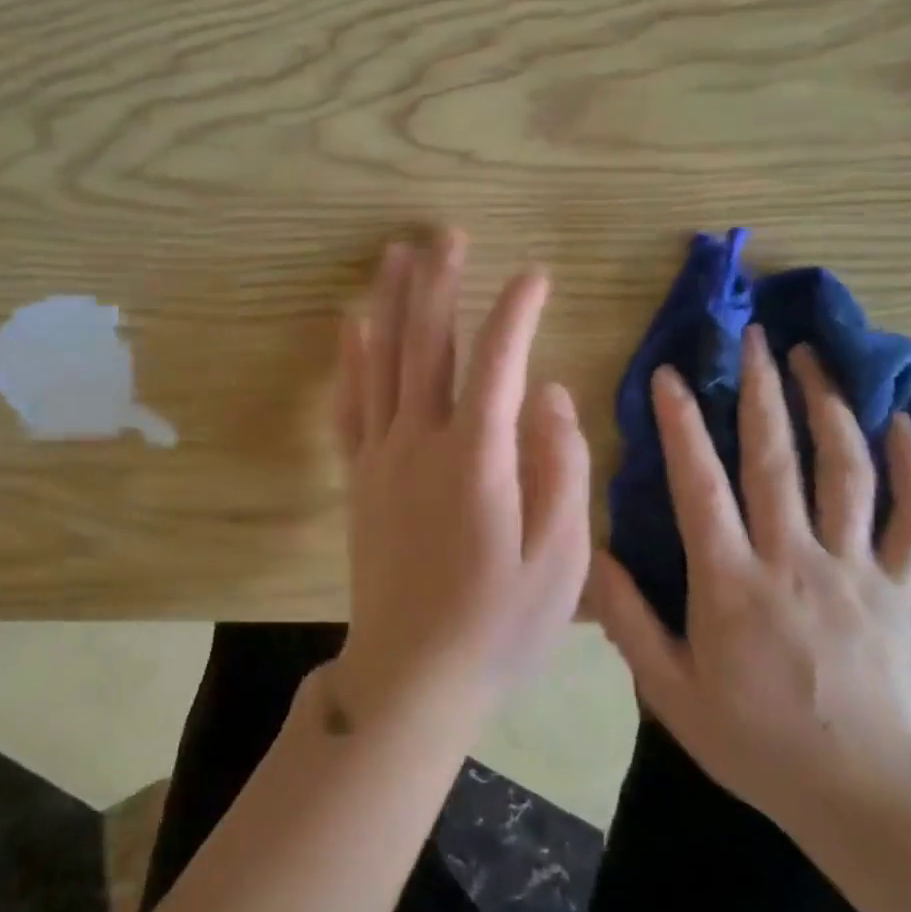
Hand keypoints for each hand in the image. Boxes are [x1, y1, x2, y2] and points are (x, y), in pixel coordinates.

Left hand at [332, 232, 592, 735]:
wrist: (411, 676)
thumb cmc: (498, 625)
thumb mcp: (559, 560)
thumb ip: (560, 467)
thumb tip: (551, 394)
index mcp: (478, 459)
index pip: (500, 363)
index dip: (517, 312)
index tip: (536, 275)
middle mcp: (422, 442)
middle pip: (428, 345)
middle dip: (440, 284)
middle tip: (447, 235)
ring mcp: (382, 455)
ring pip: (383, 362)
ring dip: (391, 304)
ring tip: (396, 255)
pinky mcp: (359, 476)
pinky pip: (350, 404)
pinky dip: (350, 360)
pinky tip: (350, 325)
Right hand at [588, 324, 910, 827]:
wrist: (864, 796)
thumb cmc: (755, 739)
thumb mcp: (670, 691)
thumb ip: (627, 619)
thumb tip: (592, 553)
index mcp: (732, 582)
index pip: (700, 486)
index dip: (682, 425)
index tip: (668, 374)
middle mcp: (795, 560)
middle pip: (776, 460)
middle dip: (761, 391)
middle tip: (752, 335)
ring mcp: (855, 570)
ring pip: (847, 474)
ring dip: (829, 408)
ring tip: (813, 357)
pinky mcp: (900, 589)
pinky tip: (902, 424)